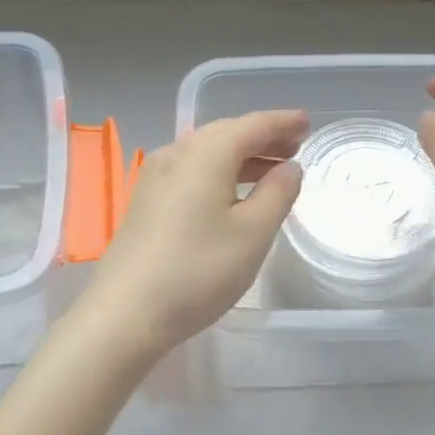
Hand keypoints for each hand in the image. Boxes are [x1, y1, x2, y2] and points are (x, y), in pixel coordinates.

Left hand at [84, 109, 307, 357]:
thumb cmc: (199, 270)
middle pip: (226, 133)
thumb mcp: (253, 234)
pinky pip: (191, 170)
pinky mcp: (146, 201)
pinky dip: (219, 171)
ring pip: (206, 152)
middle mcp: (176, 154)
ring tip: (272, 170)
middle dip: (262, 137)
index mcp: (205, 154)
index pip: (251, 125)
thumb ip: (277, 193)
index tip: (307, 122)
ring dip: (241, 156)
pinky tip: (232, 193)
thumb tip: (289, 167)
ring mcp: (155, 177)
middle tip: (295, 146)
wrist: (126, 312)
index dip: (282, 122)